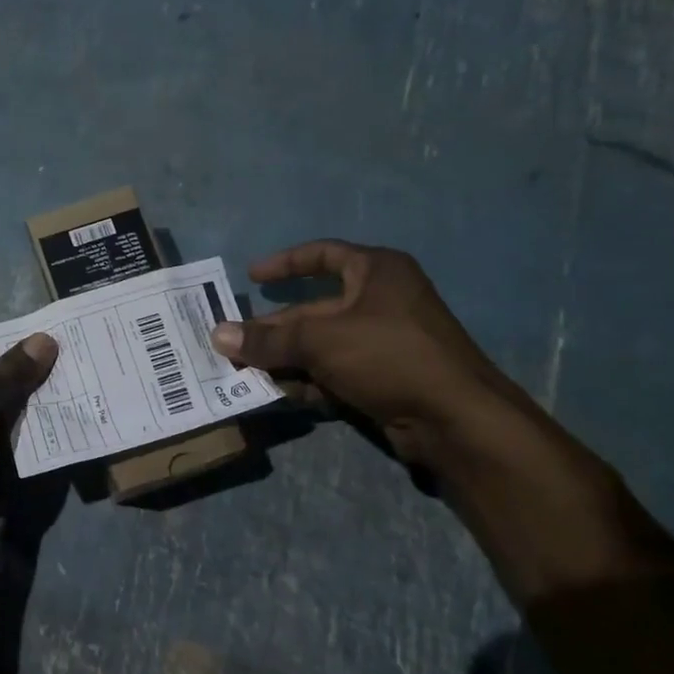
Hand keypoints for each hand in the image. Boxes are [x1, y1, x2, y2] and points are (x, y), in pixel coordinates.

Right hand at [210, 240, 519, 463]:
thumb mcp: (321, 340)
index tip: (252, 277)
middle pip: (314, 308)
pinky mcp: (383, 377)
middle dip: (274, 329)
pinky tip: (281, 395)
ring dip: (286, 359)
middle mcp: (380, 301)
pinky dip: (309, 381)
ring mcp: (383, 341)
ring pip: (321, 344)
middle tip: (234, 344)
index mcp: (376, 272)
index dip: (285, 263)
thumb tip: (219, 335)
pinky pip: (335, 371)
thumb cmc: (388, 355)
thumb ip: (269, 339)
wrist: (454, 418)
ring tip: (247, 373)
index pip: (323, 255)